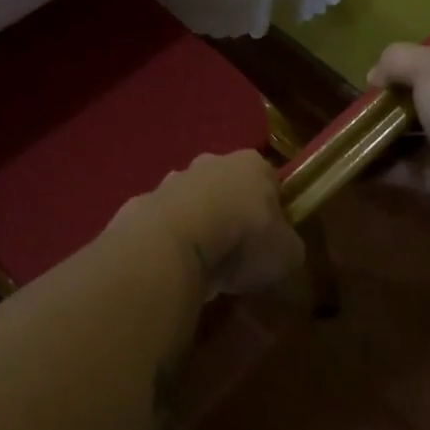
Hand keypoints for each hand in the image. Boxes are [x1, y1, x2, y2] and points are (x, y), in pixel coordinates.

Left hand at [120, 150, 305, 296]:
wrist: (174, 244)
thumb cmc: (243, 240)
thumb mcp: (288, 254)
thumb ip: (288, 247)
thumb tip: (282, 251)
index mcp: (252, 165)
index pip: (268, 180)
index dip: (271, 209)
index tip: (270, 238)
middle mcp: (210, 162)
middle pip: (226, 186)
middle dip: (230, 212)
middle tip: (235, 252)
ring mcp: (171, 181)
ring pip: (191, 203)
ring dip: (196, 226)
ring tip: (202, 264)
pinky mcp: (140, 205)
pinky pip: (162, 225)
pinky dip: (168, 241)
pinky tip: (172, 266)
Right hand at [366, 44, 429, 240]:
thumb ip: (398, 59)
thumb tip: (374, 77)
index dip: (425, 61)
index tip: (393, 69)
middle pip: (424, 97)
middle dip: (391, 101)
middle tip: (361, 103)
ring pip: (408, 134)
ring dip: (378, 134)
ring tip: (347, 132)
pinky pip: (400, 168)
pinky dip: (376, 166)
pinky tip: (351, 160)